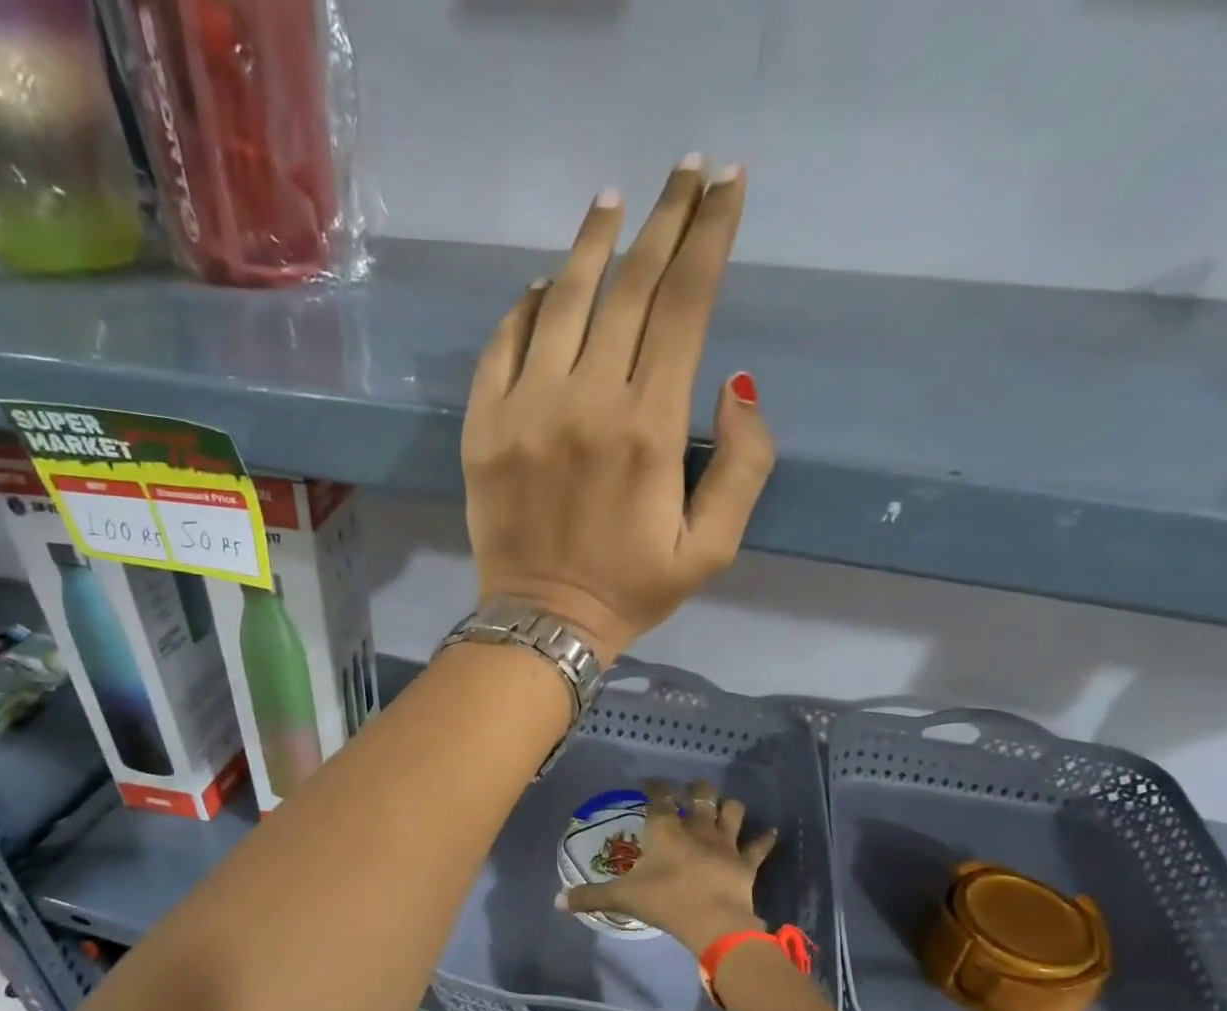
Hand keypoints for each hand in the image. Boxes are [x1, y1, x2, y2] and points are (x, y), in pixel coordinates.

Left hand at [460, 159, 775, 663]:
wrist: (543, 622)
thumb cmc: (632, 590)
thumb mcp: (713, 548)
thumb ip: (743, 465)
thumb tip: (737, 383)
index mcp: (648, 428)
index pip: (685, 304)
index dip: (710, 235)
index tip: (726, 185)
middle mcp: (585, 402)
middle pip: (630, 286)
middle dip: (664, 220)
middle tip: (684, 172)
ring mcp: (525, 410)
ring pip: (562, 301)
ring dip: (593, 245)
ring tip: (614, 204)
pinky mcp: (482, 427)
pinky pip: (502, 345)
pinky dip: (525, 307)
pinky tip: (544, 286)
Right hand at [557, 779, 776, 955]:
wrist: (712, 921)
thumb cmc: (664, 902)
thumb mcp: (622, 899)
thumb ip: (590, 897)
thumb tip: (556, 901)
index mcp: (665, 830)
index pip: (659, 798)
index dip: (656, 787)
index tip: (652, 782)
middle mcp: (696, 828)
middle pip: (700, 796)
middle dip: (696, 789)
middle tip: (691, 790)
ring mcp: (725, 843)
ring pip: (731, 811)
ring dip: (728, 807)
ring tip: (725, 806)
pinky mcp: (746, 861)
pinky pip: (759, 845)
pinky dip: (765, 838)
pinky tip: (770, 832)